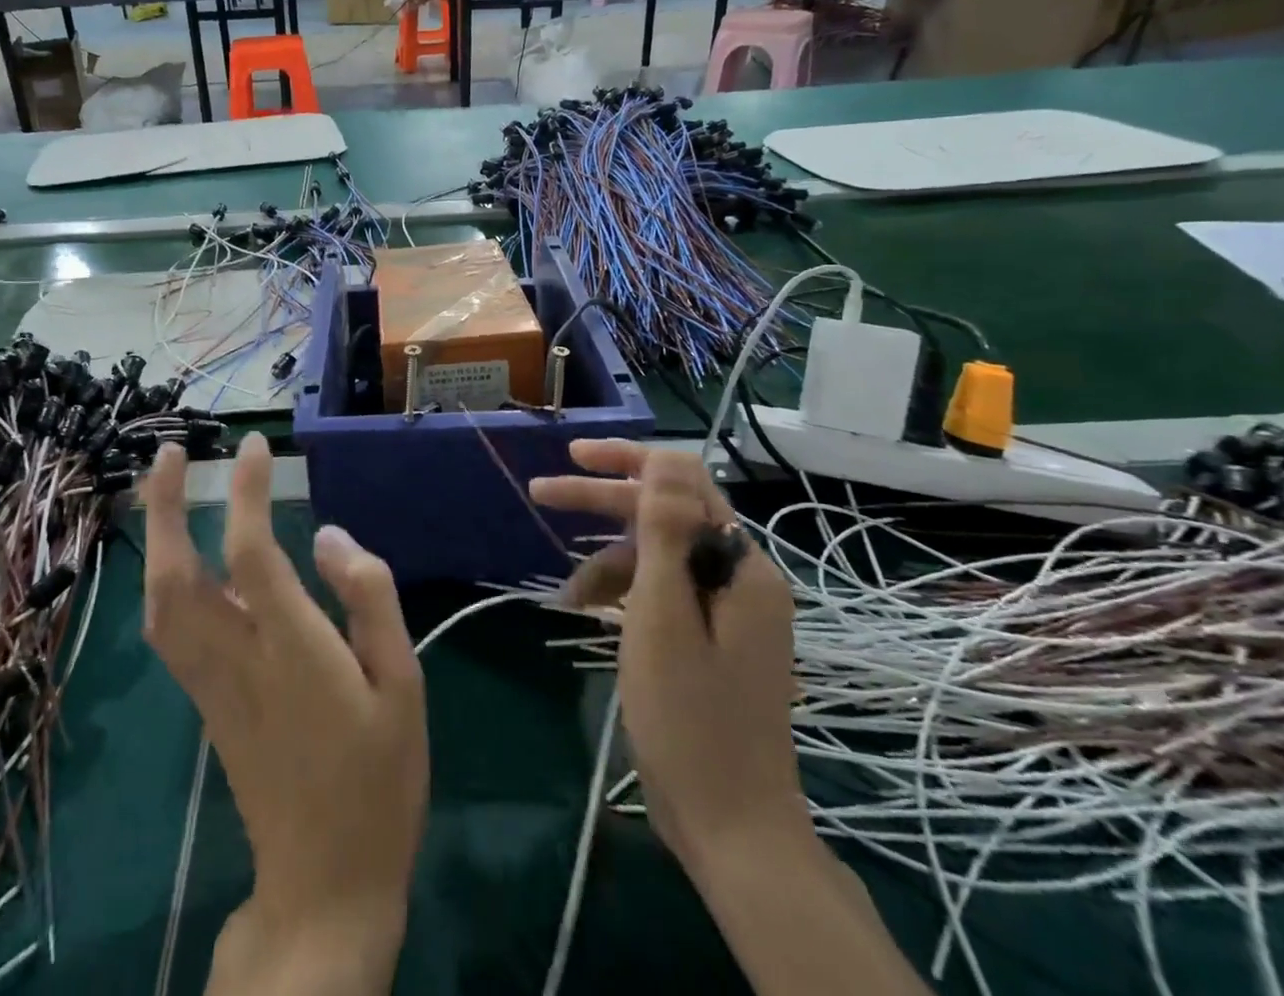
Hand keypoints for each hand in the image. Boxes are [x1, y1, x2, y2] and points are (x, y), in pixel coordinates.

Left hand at [142, 435, 426, 994]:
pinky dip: (162, 577)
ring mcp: (212, 683)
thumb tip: (329, 535)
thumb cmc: (379, 779)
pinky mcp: (206, 702)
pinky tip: (177, 555)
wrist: (326, 884)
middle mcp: (237, 658)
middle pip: (175, 575)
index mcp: (291, 649)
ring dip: (154, 539)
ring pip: (159, 603)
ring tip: (164, 489)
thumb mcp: (403, 684)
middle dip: (165, 507)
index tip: (255, 444)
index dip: (248, 491)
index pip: (252, 551)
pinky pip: (168, 629)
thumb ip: (369, 600)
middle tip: (169, 452)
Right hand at [529, 441, 807, 870]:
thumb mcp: (663, 615)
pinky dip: (624, 593)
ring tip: (567, 594)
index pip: (682, 481)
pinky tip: (590, 610)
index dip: (626, 461)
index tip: (573, 457)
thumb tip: (665, 457)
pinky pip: (663, 592)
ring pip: (659, 555)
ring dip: (608, 560)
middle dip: (603, 502)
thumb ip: (664, 531)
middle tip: (543, 492)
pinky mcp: (712, 638)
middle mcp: (740, 577)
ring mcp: (727, 610)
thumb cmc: (689, 718)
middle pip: (666, 514)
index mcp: (740, 565)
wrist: (731, 827)